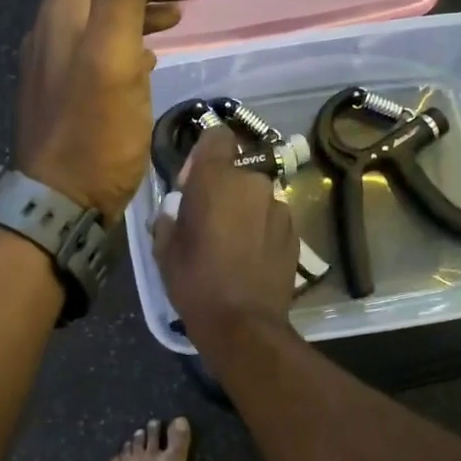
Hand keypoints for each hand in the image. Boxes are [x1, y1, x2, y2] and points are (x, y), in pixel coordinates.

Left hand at [17, 0, 198, 218]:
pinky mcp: (71, 94)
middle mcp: (55, 31)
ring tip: (183, 14)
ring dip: (142, 7)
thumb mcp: (112, 49)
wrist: (62, 204)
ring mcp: (60, 65)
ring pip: (103, 17)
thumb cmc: (95, 130)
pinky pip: (102, 49)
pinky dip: (131, 39)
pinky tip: (154, 56)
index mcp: (63, 13)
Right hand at [154, 125, 299, 348]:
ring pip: (255, 197)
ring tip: (232, 246)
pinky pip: (272, 219)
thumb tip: (176, 211)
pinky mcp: (295, 232)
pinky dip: (262, 230)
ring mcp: (279, 207)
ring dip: (244, 211)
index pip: (217, 136)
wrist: (244, 324)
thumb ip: (169, 218)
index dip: (204, 154)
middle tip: (208, 223)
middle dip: (223, 190)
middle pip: (236, 172)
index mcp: (216, 179)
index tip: (193, 183)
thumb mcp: (165, 249)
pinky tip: (251, 259)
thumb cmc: (196, 282)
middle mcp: (252, 183)